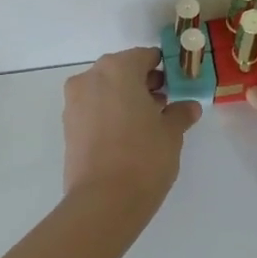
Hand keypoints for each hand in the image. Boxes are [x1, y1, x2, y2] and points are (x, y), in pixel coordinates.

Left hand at [63, 47, 201, 204]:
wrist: (103, 201)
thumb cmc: (143, 157)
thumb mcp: (171, 132)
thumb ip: (180, 113)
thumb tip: (188, 107)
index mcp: (118, 69)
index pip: (145, 56)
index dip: (164, 69)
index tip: (178, 85)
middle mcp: (91, 77)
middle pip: (122, 71)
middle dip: (143, 84)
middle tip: (165, 104)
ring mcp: (74, 101)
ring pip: (106, 90)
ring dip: (125, 99)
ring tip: (148, 123)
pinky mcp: (68, 125)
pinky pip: (94, 109)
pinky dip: (110, 114)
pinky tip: (128, 136)